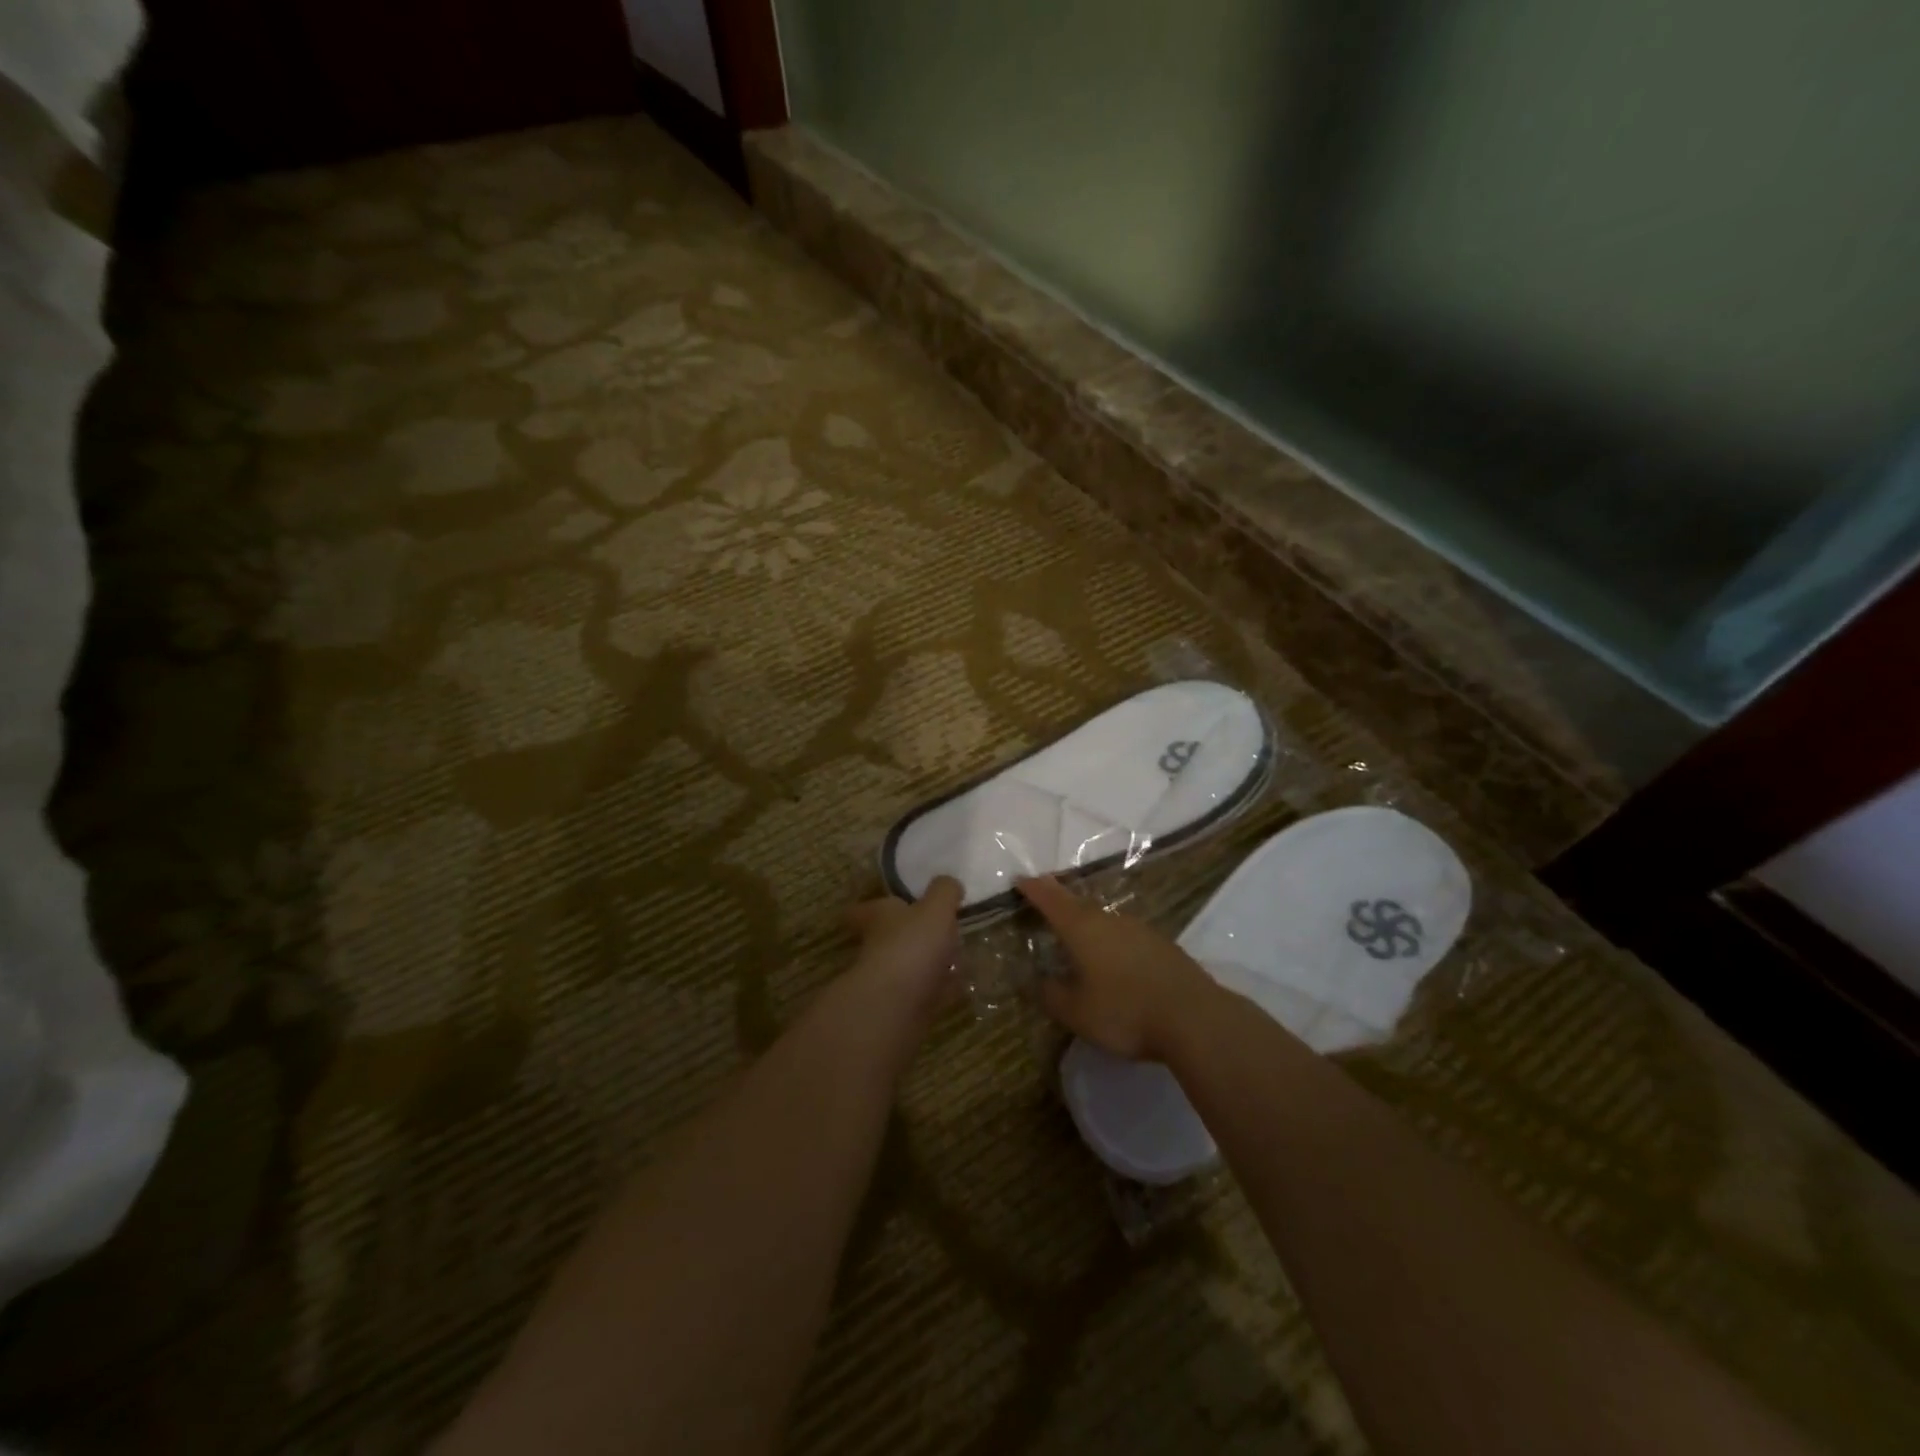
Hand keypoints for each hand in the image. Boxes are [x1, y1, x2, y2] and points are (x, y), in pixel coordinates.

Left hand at [843, 875, 963, 1019]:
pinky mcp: (905, 1007)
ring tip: (957, 956)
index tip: (885, 905)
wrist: (897, 1005)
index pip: (864, 910)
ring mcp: (890, 979)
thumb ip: (944, 892)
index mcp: (879, 917)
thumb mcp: (935, 908)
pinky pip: (926, 992)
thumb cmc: (912, 944)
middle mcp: (878, 946)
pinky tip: (961, 985)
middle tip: (939, 930)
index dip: (871, 907)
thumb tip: (950, 883)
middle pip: (890, 937)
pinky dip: (941, 988)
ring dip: (929, 963)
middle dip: (911, 935)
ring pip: (910, 965)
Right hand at [1016, 876, 1214, 1060]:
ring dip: (1085, 918)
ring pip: (1103, 917)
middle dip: (1058, 898)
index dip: (1033, 889)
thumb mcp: (1076, 1011)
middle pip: (1077, 902)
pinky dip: (1109, 937)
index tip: (1019, 879)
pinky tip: (1110, 954)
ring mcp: (1139, 929)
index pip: (1050, 899)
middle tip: (1043, 897)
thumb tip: (1036, 980)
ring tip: (1074, 929)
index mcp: (1082, 928)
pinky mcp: (1161, 945)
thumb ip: (1051, 994)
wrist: (1194, 1018)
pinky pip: (1124, 933)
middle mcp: (1109, 919)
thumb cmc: (1125, 1011)